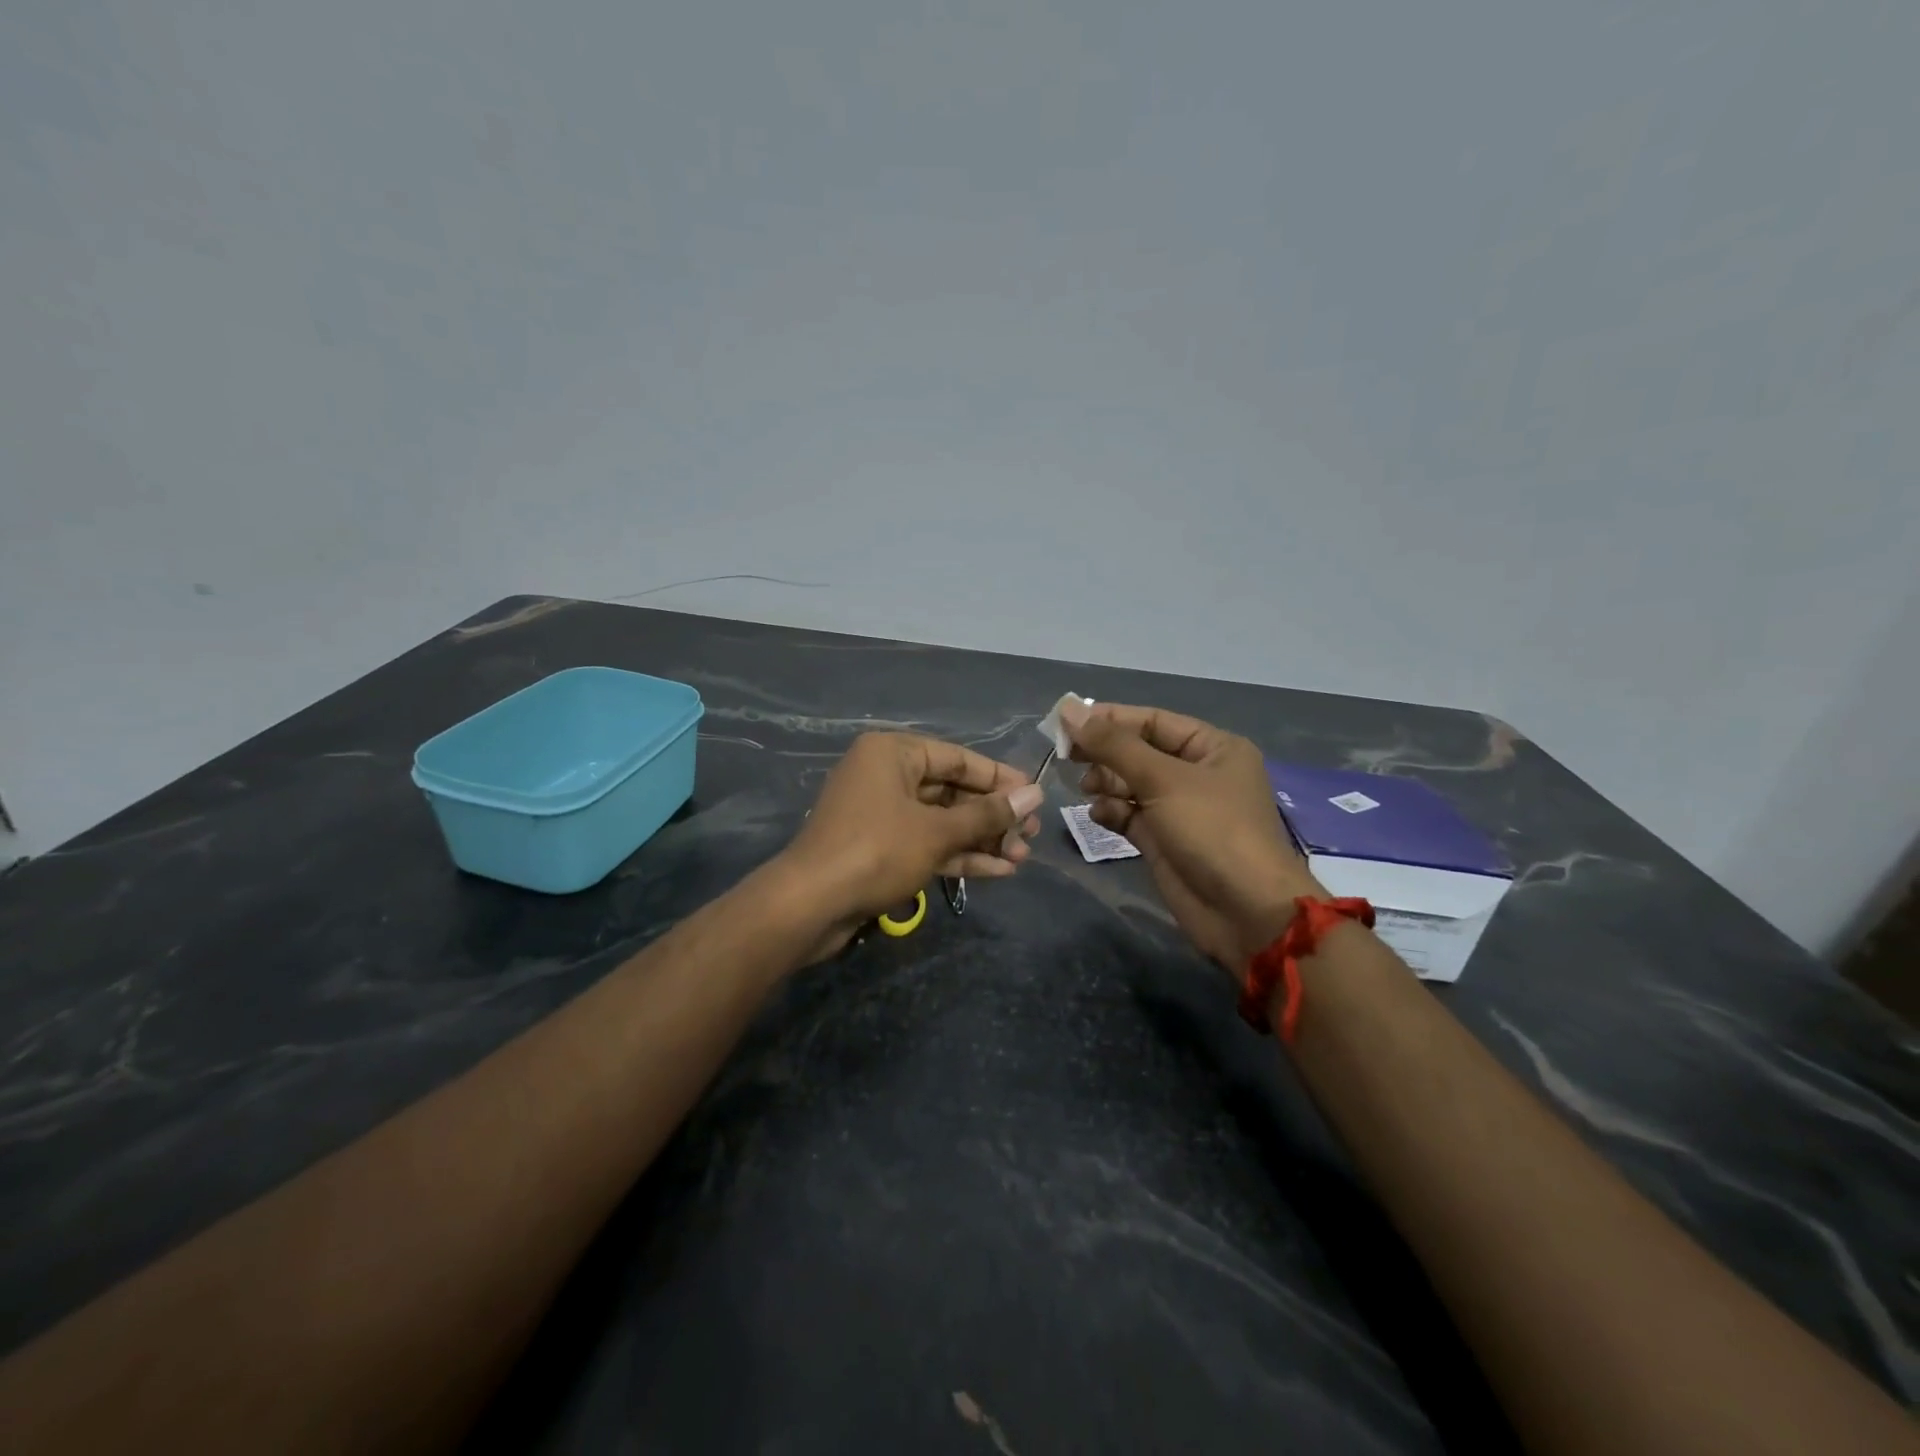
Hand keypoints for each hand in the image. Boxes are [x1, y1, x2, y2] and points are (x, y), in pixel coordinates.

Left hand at [776, 733, 1043, 956]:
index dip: (999, 779)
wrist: (810, 905)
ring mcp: (880, 814)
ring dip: (980, 839)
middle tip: (1030, 835)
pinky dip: (957, 855)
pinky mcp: (878, 849)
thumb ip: (987, 814)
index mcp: (892, 753)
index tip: (1034, 797)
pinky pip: (925, 844)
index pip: (957, 758)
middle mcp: (885, 776)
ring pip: (940, 821)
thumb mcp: (938, 831)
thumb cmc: (877, 850)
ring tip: (1021, 857)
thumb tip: (1034, 795)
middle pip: (950, 791)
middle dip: (992, 816)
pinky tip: (996, 871)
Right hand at [1061, 699, 1321, 970]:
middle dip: (1105, 752)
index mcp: (1213, 748)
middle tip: (1067, 756)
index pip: (1153, 721)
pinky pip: (1131, 816)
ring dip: (1106, 783)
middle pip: (1140, 751)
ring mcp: (1181, 810)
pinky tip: (1097, 814)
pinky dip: (1112, 812)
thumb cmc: (1212, 831)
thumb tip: (1069, 709)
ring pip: (1132, 784)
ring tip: (1085, 787)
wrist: (1244, 912)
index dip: (1110, 718)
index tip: (1066, 721)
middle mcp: (1198, 774)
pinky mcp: (1165, 841)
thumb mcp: (1163, 780)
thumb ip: (1114, 745)